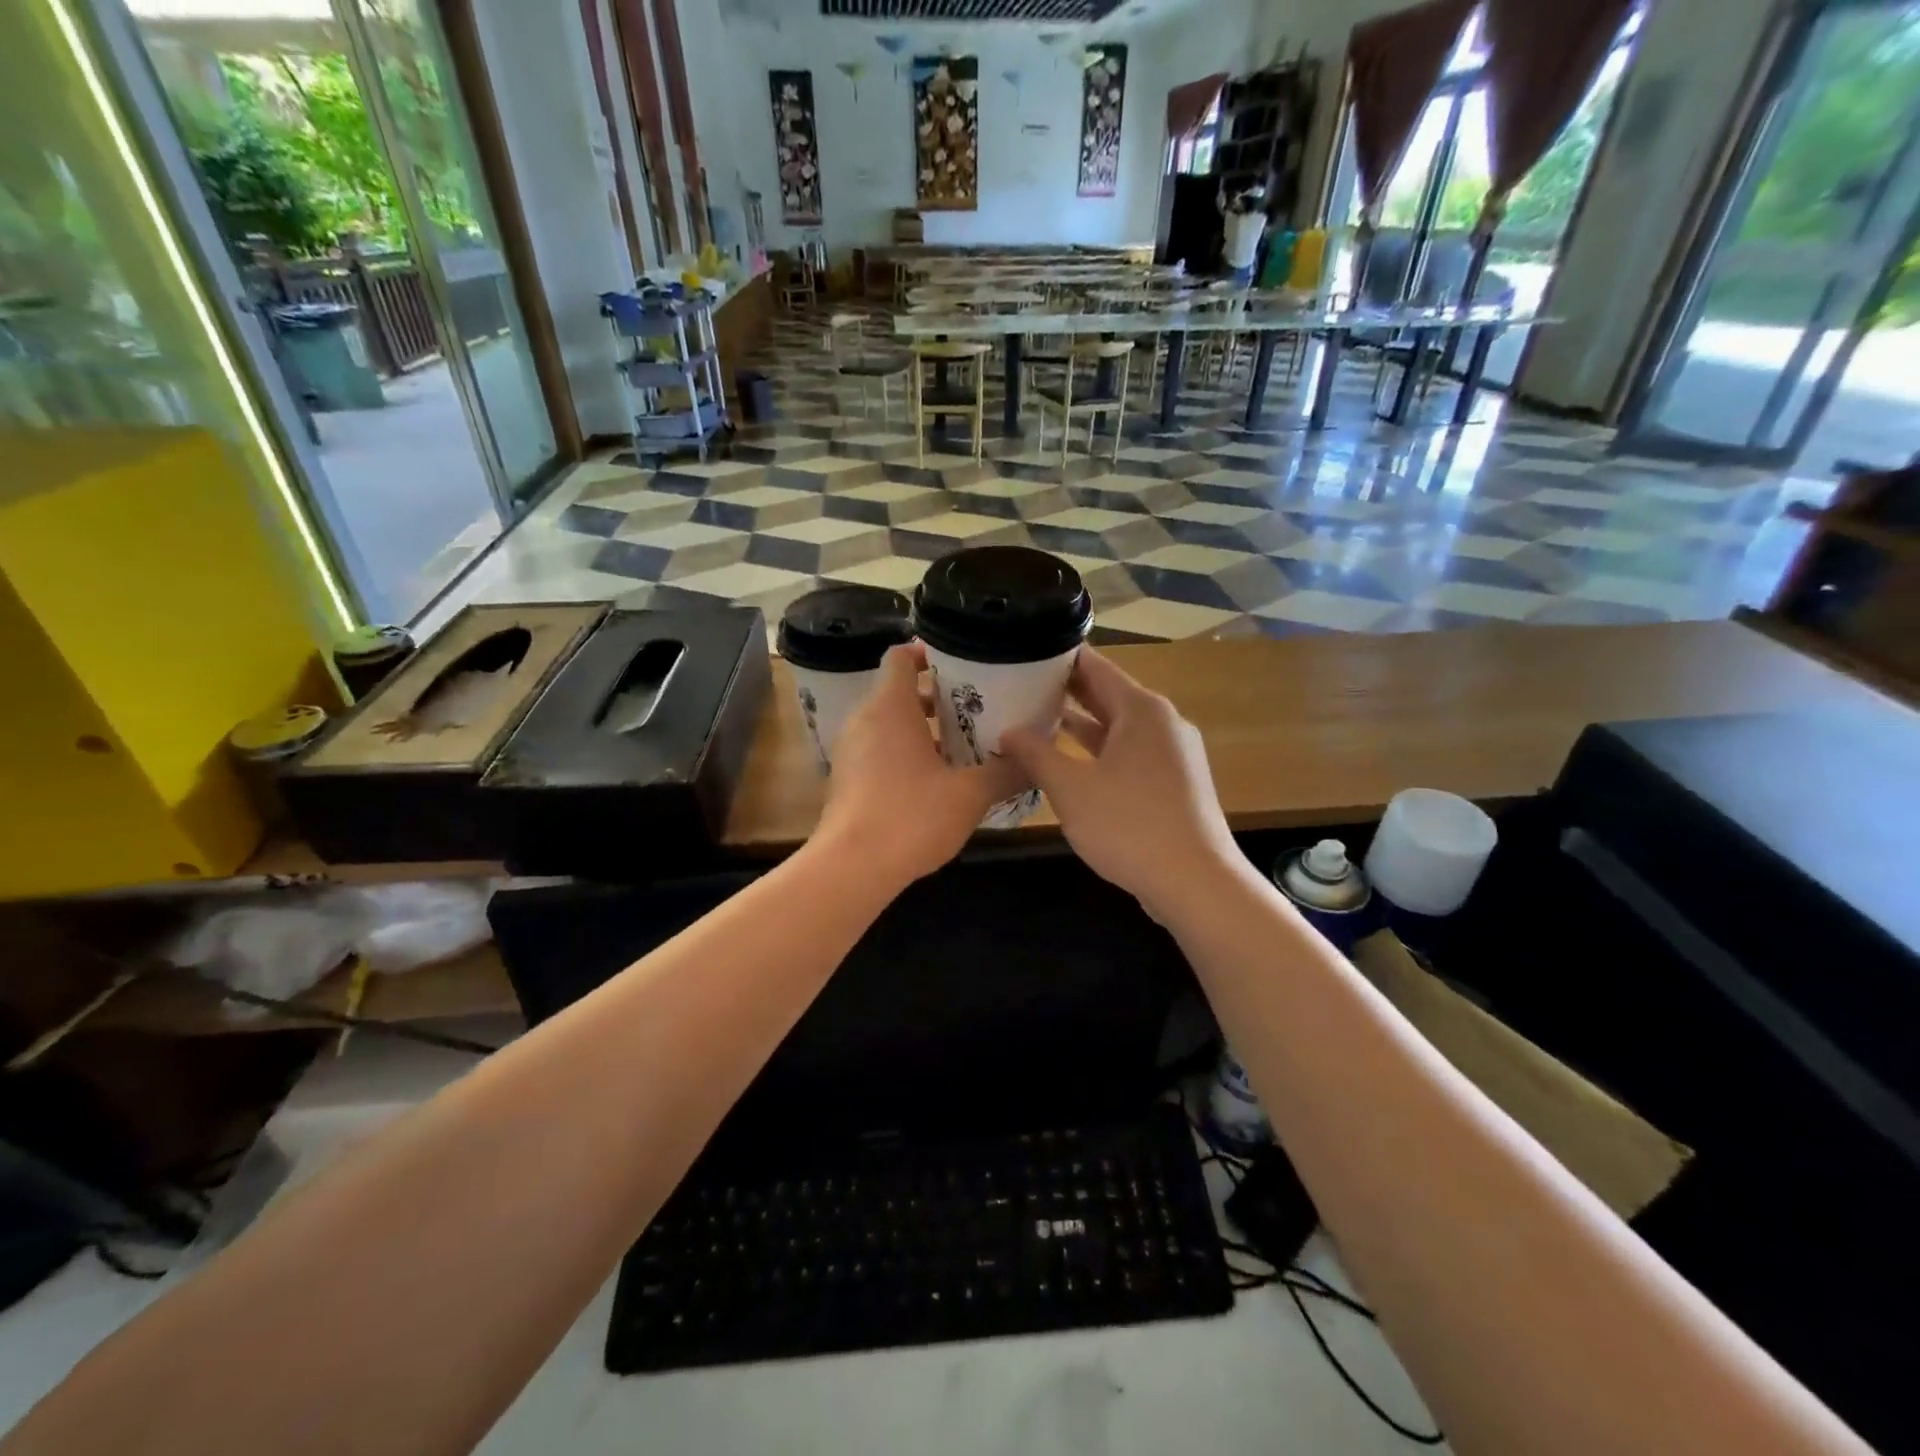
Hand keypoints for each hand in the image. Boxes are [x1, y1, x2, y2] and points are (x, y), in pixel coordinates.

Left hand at [813, 643, 1025, 887]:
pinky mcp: (846, 778)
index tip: (961, 664)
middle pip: (898, 691)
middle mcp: (864, 720)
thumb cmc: (911, 817)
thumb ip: (1006, 773)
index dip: (928, 653)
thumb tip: (1035, 762)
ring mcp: (850, 750)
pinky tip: (935, 779)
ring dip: (921, 728)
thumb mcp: (970, 794)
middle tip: (975, 707)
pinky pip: (878, 750)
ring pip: (888, 723)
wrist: (852, 867)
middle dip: (936, 697)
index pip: (901, 656)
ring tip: (962, 744)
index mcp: (890, 707)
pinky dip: (904, 752)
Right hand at [1002, 649, 1241, 916]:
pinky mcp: (1172, 782)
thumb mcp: (1071, 789)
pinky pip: (1128, 753)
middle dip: (1064, 691)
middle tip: (1017, 685)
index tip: (1021, 654)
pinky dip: (1098, 751)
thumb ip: (1036, 754)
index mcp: (1141, 709)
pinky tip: (1067, 762)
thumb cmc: (1130, 826)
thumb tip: (1008, 731)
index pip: (1094, 665)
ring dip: (1079, 723)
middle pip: (1106, 694)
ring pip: (1117, 727)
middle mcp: (1160, 722)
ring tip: (1033, 719)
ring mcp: (1171, 753)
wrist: (1196, 882)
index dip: (1057, 657)